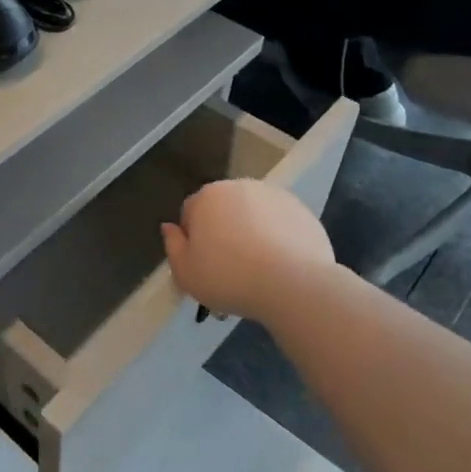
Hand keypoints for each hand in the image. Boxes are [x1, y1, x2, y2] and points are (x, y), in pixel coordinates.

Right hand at [160, 178, 334, 324]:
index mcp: (206, 197)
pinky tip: (281, 264)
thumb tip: (169, 227)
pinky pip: (279, 222)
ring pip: (252, 213)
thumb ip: (172, 247)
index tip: (203, 265)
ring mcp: (273, 195)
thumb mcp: (186, 273)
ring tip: (259, 268)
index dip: (193, 240)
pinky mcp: (301, 209)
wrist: (293, 284)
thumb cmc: (229, 278)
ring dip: (250, 231)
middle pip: (222, 209)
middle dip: (223, 231)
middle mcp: (238, 187)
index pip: (190, 213)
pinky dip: (277, 237)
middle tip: (230, 268)